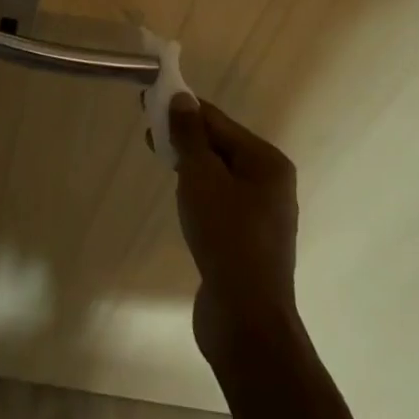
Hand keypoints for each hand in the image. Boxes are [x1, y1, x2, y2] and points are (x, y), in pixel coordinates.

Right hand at [169, 97, 300, 360]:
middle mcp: (271, 184)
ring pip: (218, 175)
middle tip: (147, 131)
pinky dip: (198, 191)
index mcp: (267, 162)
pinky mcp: (248, 241)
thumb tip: (182, 98)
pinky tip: (180, 198)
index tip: (149, 98)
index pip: (218, 121)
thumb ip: (190, 135)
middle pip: (220, 146)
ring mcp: (262, 215)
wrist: (246, 320)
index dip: (183, 108)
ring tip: (158, 157)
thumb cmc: (225, 237)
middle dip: (184, 136)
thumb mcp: (201, 177)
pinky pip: (220, 201)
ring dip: (189, 164)